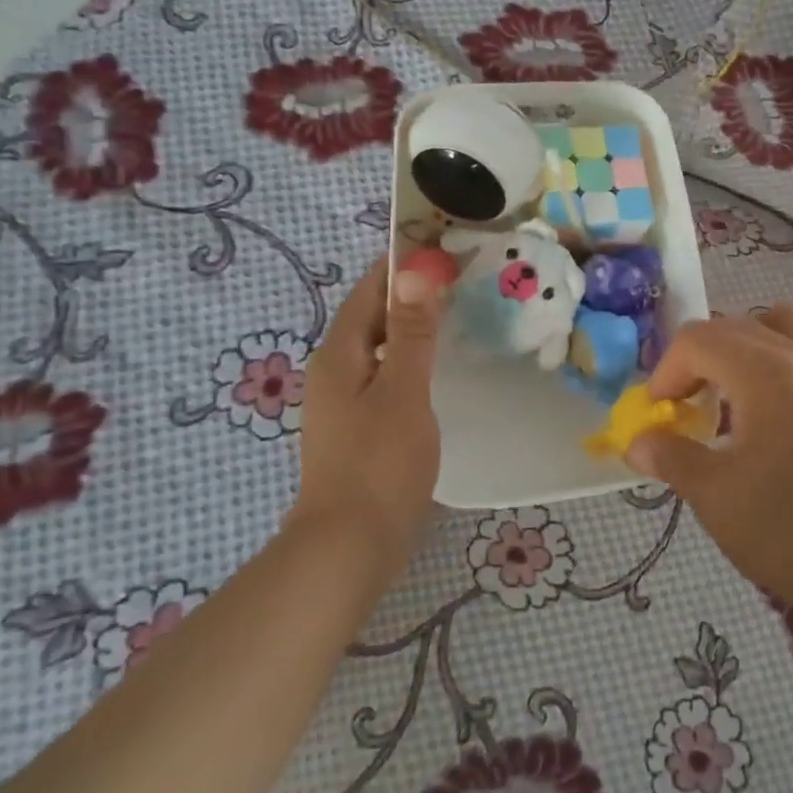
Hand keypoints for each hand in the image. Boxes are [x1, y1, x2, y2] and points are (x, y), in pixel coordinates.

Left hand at [295, 257, 445, 555]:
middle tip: (459, 280)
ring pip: (378, 349)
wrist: (350, 545)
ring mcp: (343, 402)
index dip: (400, 264)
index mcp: (339, 352)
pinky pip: (383, 377)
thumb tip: (414, 272)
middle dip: (409, 294)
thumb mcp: (402, 390)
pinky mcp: (357, 428)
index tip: (440, 246)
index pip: (368, 290)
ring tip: (454, 317)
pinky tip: (436, 371)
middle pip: (370, 317)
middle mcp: (334, 370)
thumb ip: (409, 332)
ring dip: (410, 329)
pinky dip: (408, 362)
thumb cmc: (379, 463)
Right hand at [625, 306, 792, 640]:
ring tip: (735, 394)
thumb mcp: (716, 497)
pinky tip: (778, 413)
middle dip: (701, 357)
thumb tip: (637, 443)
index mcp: (770, 374)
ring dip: (748, 345)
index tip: (659, 412)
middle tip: (688, 404)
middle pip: (739, 324)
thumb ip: (671, 457)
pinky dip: (786, 358)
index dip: (667, 370)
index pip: (700, 339)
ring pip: (786, 324)